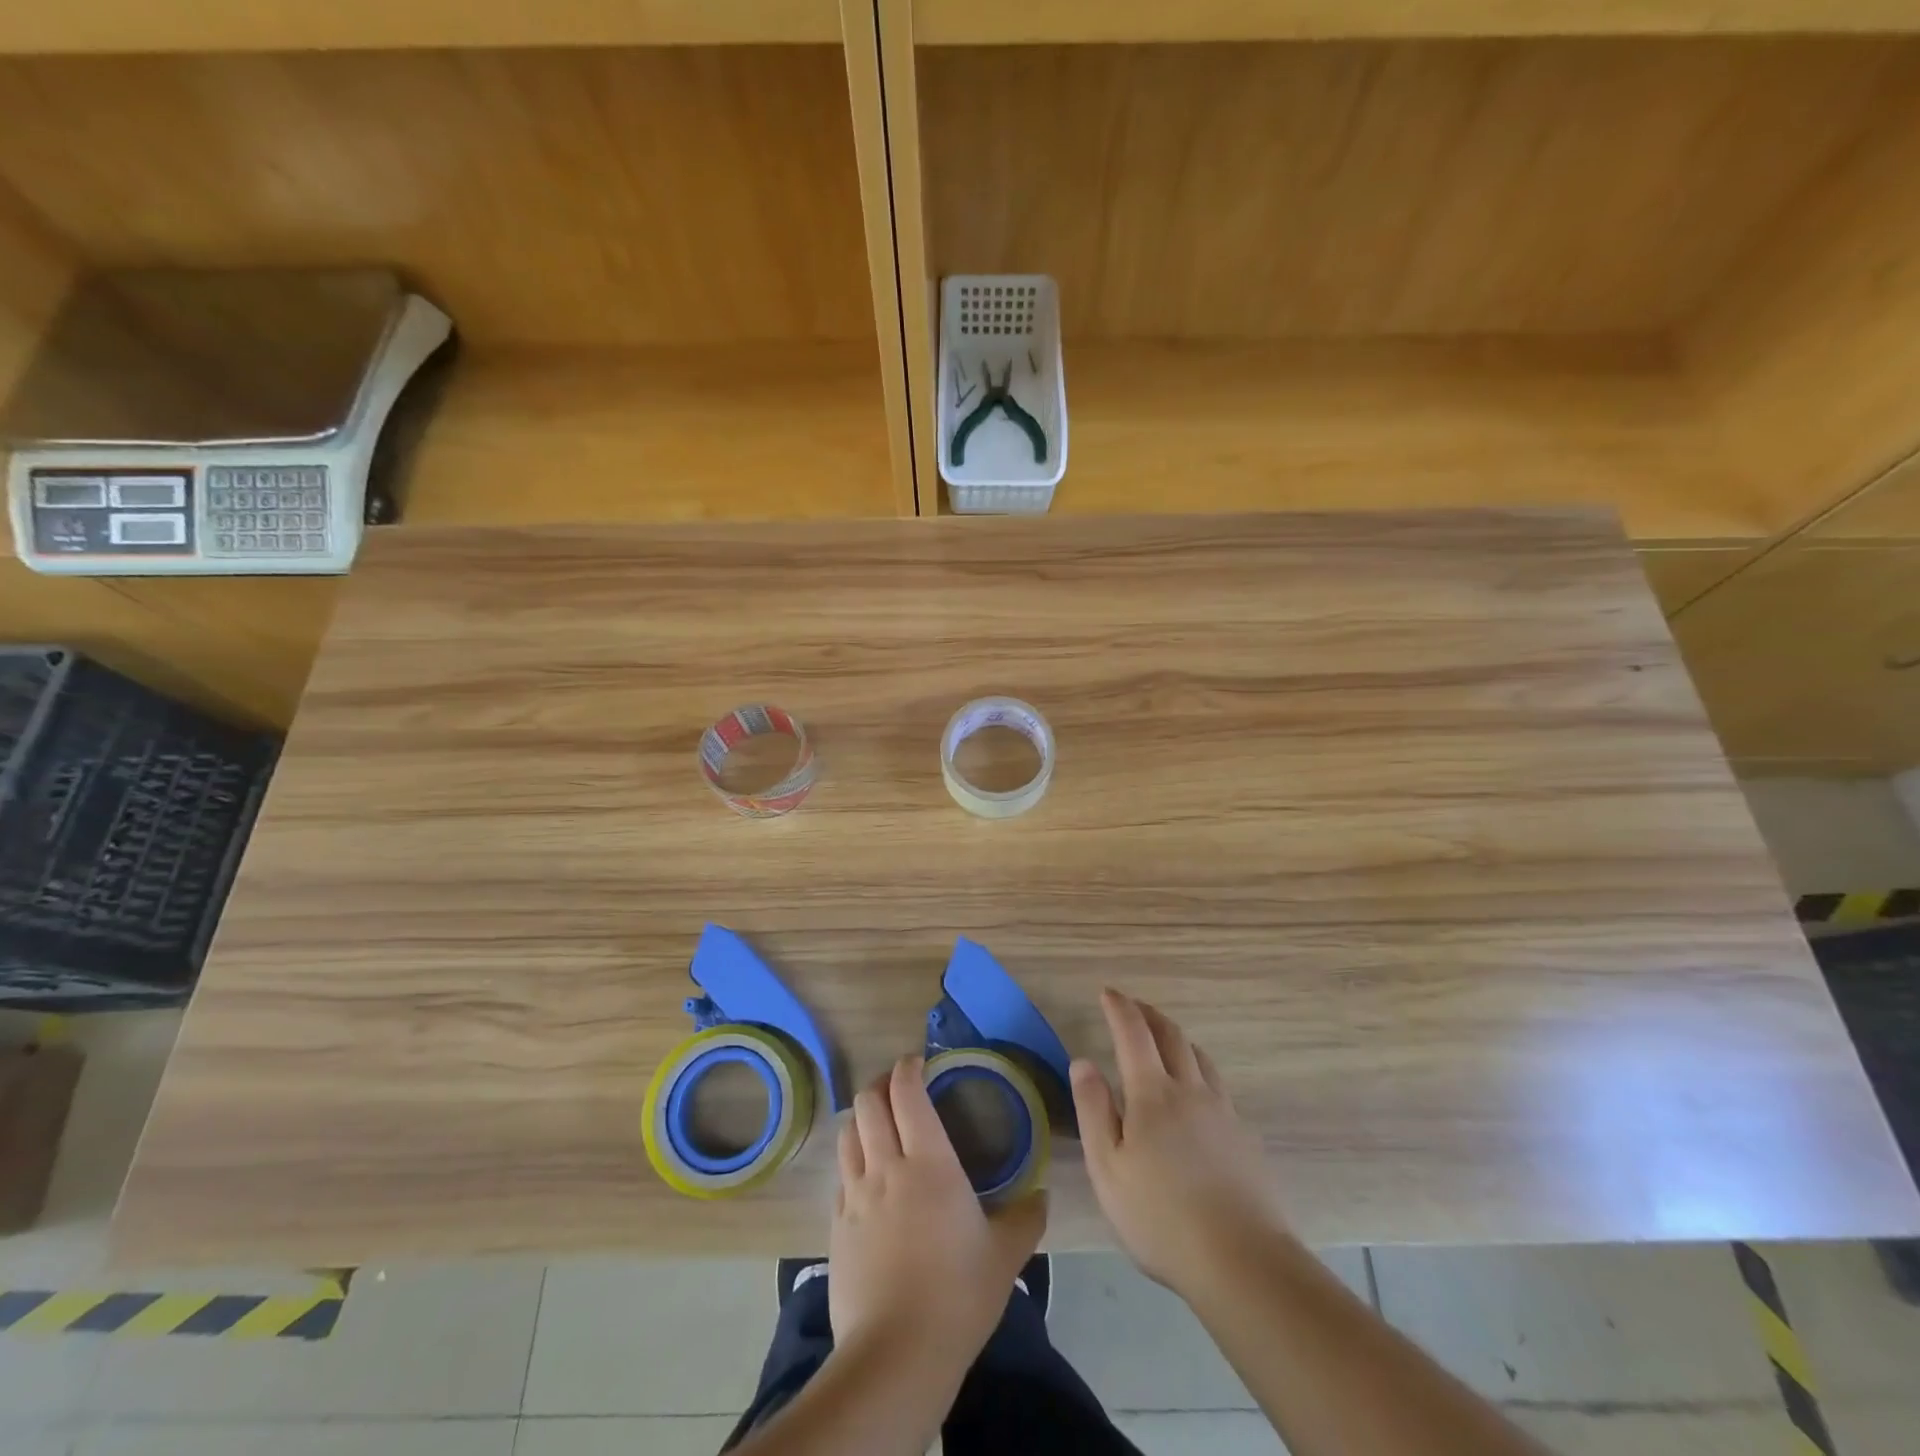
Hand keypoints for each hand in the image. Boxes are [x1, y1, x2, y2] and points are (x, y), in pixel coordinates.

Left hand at [829, 1054, 1046, 1371]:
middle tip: (899, 1089)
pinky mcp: (835, 1226)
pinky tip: (866, 1178)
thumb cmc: (958, 1295)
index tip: (918, 1062)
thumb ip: (1027, 1218)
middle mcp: (886, 1166)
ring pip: (848, 1133)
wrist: (896, 1355)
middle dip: (881, 1085)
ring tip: (879, 1125)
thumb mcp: (1005, 1256)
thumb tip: (1042, 1195)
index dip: (907, 1068)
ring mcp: (854, 1196)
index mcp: (928, 1162)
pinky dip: (852, 1161)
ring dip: (862, 1119)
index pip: (906, 1092)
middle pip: (868, 1103)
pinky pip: (840, 1175)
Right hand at [1072, 989, 1290, 1298]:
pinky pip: (1218, 1086)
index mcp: (1152, 1094)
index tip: (1108, 992)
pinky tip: (1196, 1094)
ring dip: (1178, 1039)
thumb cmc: (1161, 1217)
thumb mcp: (1108, 1168)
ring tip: (1164, 1041)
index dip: (1119, 1008)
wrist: (1243, 1262)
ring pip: (1200, 1058)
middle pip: (1172, 1037)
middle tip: (1133, 1006)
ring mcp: (1223, 1113)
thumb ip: (1093, 1109)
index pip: (1133, 1034)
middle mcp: (1191, 1091)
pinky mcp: (1244, 1138)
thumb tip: (1083, 1061)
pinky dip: (1199, 1070)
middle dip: (1150, 1015)